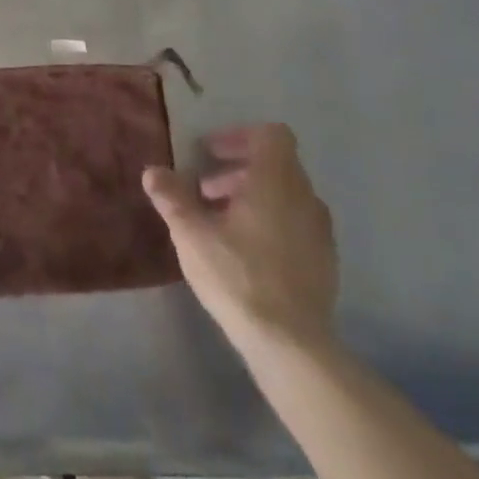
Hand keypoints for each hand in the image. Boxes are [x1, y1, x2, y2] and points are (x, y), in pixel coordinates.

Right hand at [143, 123, 338, 358]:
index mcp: (276, 182)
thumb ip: (172, 197)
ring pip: (286, 194)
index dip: (239, 136)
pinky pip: (297, 222)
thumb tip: (153, 171)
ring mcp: (320, 230)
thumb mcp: (192, 234)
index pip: (271, 135)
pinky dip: (272, 220)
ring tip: (220, 222)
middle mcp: (305, 197)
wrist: (290, 343)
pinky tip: (246, 251)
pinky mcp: (325, 259)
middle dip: (238, 169)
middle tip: (204, 190)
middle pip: (276, 164)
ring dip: (253, 196)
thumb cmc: (237, 276)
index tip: (210, 153)